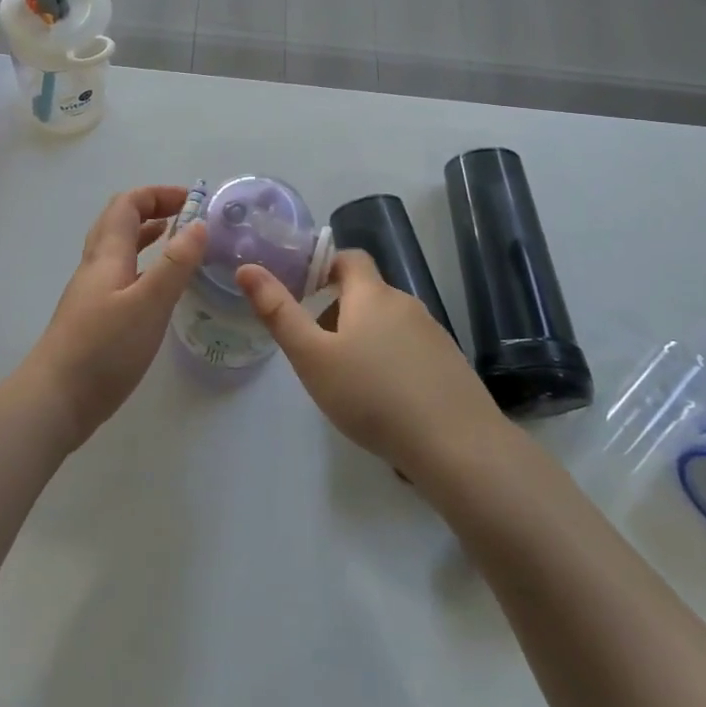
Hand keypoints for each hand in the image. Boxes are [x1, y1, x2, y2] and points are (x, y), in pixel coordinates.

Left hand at [18, 186, 208, 450]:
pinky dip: (142, 265)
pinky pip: (119, 275)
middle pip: (118, 221)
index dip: (157, 194)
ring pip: (118, 249)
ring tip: (177, 241)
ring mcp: (91, 293)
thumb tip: (198, 224)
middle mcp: (95, 266)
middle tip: (186, 216)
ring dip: (146, 236)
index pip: (127, 204)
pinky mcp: (93, 317)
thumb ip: (175, 265)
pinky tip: (156, 288)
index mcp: (107, 255)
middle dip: (152, 209)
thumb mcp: (148, 304)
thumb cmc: (103, 348)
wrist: (55, 400)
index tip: (192, 199)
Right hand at [236, 250, 508, 480]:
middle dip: (337, 312)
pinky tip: (384, 403)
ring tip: (347, 382)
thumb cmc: (373, 396)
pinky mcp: (451, 366)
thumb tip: (247, 268)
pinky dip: (390, 363)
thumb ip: (278, 312)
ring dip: (364, 339)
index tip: (302, 292)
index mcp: (372, 295)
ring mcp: (434, 335)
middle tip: (315, 350)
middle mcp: (406, 305)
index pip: (350, 258)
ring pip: (388, 324)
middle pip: (366, 294)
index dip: (324, 266)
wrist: (458, 448)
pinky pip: (410, 351)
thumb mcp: (312, 357)